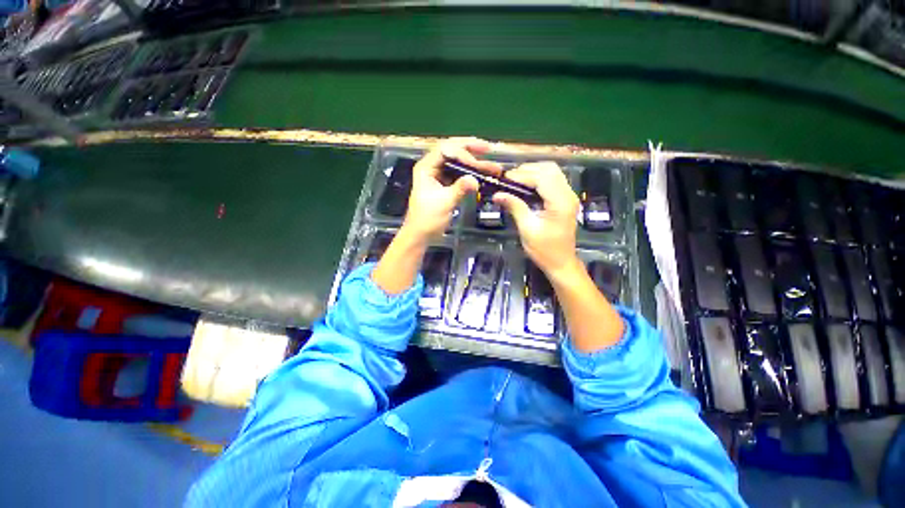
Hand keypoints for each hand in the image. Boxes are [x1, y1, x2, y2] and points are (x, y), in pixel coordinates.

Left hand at [401, 137, 501, 239]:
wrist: (421, 235)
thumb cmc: (427, 219)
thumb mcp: (444, 203)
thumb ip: (459, 189)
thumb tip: (475, 179)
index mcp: (426, 167)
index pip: (445, 150)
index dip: (462, 152)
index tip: (477, 163)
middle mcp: (432, 167)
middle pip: (452, 151)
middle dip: (470, 149)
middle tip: (488, 149)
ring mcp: (439, 176)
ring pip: (457, 163)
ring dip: (474, 163)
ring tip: (491, 166)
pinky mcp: (445, 185)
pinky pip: (459, 174)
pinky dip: (471, 174)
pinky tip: (482, 175)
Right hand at [493, 162, 580, 278]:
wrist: (561, 262)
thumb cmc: (544, 250)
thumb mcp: (527, 229)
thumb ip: (515, 207)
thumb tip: (497, 194)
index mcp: (560, 202)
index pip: (542, 177)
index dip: (522, 175)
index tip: (504, 179)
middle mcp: (568, 194)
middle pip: (549, 169)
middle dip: (528, 170)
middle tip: (509, 180)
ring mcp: (569, 196)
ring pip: (552, 172)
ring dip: (533, 172)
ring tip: (515, 181)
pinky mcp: (565, 199)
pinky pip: (553, 180)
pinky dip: (539, 179)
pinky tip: (526, 186)